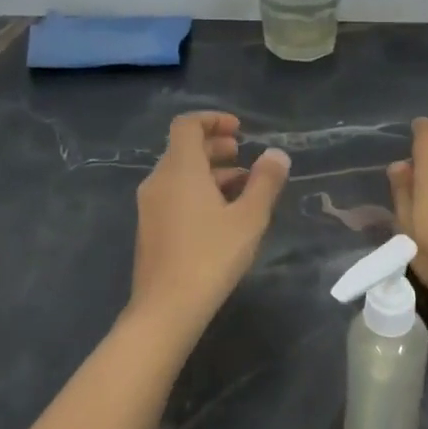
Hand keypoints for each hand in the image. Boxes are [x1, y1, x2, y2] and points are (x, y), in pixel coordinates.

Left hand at [129, 113, 290, 331]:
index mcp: (180, 169)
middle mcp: (159, 181)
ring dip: (211, 172)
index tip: (239, 129)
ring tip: (244, 187)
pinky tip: (223, 215)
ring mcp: (150, 206)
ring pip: (180, 174)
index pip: (187, 125)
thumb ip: (265, 181)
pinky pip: (175, 195)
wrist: (167, 308)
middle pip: (184, 149)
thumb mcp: (249, 217)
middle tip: (244, 155)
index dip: (212, 120)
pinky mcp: (150, 228)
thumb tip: (277, 154)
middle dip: (215, 147)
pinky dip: (199, 191)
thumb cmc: (211, 256)